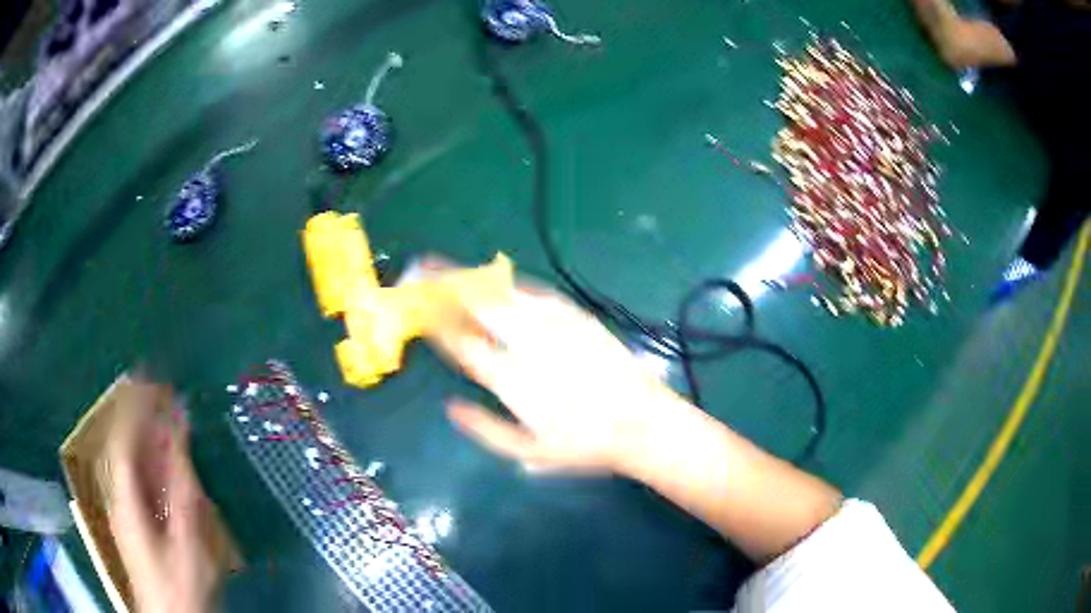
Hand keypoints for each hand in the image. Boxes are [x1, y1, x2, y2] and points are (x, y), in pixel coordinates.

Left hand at [105, 378, 215, 612]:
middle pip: (122, 443)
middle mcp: (119, 493)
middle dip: (138, 411)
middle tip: (160, 386)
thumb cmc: (179, 580)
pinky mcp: (134, 518)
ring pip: (129, 458)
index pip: (122, 436)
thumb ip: (180, 481)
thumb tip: (179, 427)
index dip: (133, 405)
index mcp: (125, 494)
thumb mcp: (184, 534)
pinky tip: (161, 452)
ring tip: (162, 409)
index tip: (152, 378)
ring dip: (144, 431)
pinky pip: (137, 476)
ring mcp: (125, 506)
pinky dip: (148, 456)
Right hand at [425, 275, 688, 474]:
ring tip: (452, 271)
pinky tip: (501, 284)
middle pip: (480, 306)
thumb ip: (486, 430)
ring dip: (475, 280)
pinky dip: (513, 286)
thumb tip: (451, 406)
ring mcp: (556, 327)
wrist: (642, 423)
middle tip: (424, 270)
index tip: (417, 309)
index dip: (436, 323)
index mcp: (513, 380)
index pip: (463, 344)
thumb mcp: (530, 452)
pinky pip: (538, 294)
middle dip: (447, 285)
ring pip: (506, 294)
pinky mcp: (578, 317)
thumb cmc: (583, 445)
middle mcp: (530, 345)